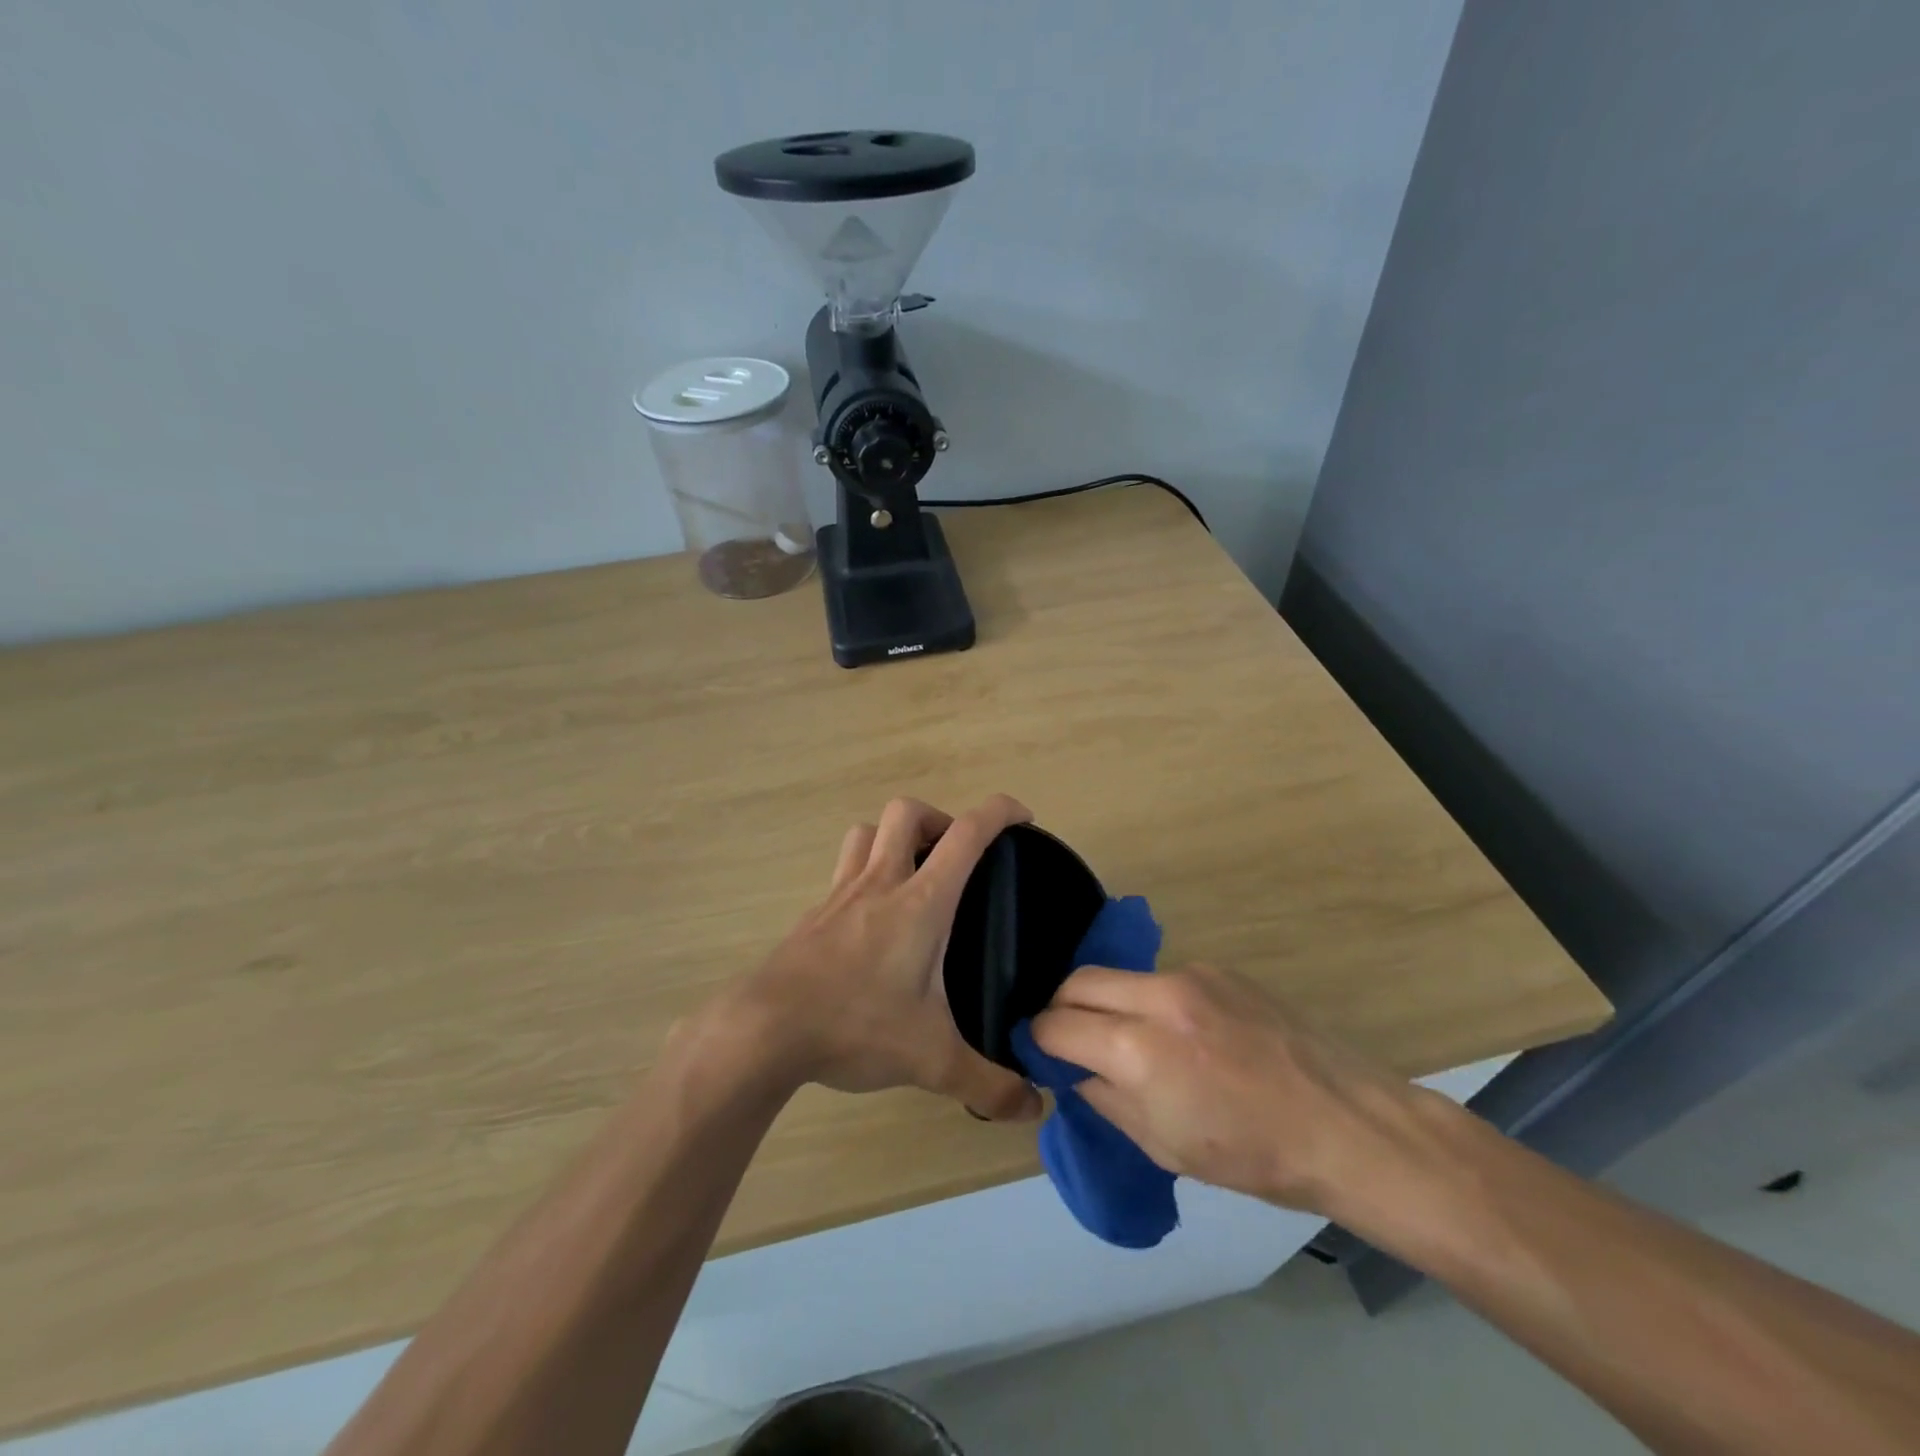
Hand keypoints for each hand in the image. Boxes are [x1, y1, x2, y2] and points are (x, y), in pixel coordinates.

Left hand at [722, 795, 1042, 1121]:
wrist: (765, 1030)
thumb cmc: (856, 1025)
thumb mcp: (932, 1061)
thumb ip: (988, 1084)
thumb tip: (1034, 1108)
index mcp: (921, 901)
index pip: (966, 834)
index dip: (999, 811)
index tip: (1022, 817)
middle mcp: (880, 882)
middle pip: (907, 812)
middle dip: (939, 819)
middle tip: (956, 857)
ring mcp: (840, 894)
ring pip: (866, 832)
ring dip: (894, 838)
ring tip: (913, 874)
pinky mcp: (813, 915)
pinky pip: (843, 871)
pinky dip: (864, 874)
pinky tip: (871, 920)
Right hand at [1030, 962, 1424, 1212]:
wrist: (1343, 1124)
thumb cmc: (1252, 1155)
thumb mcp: (1163, 1146)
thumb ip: (1105, 1098)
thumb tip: (1075, 1070)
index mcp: (1139, 1049)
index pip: (1057, 1024)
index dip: (1039, 1040)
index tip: (1041, 1054)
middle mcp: (1158, 996)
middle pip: (1078, 980)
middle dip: (1062, 1008)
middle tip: (1072, 1040)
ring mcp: (1191, 975)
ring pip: (1120, 975)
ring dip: (1108, 1002)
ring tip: (1131, 1039)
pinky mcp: (1218, 968)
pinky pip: (1163, 978)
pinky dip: (1151, 1001)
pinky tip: (1183, 1034)